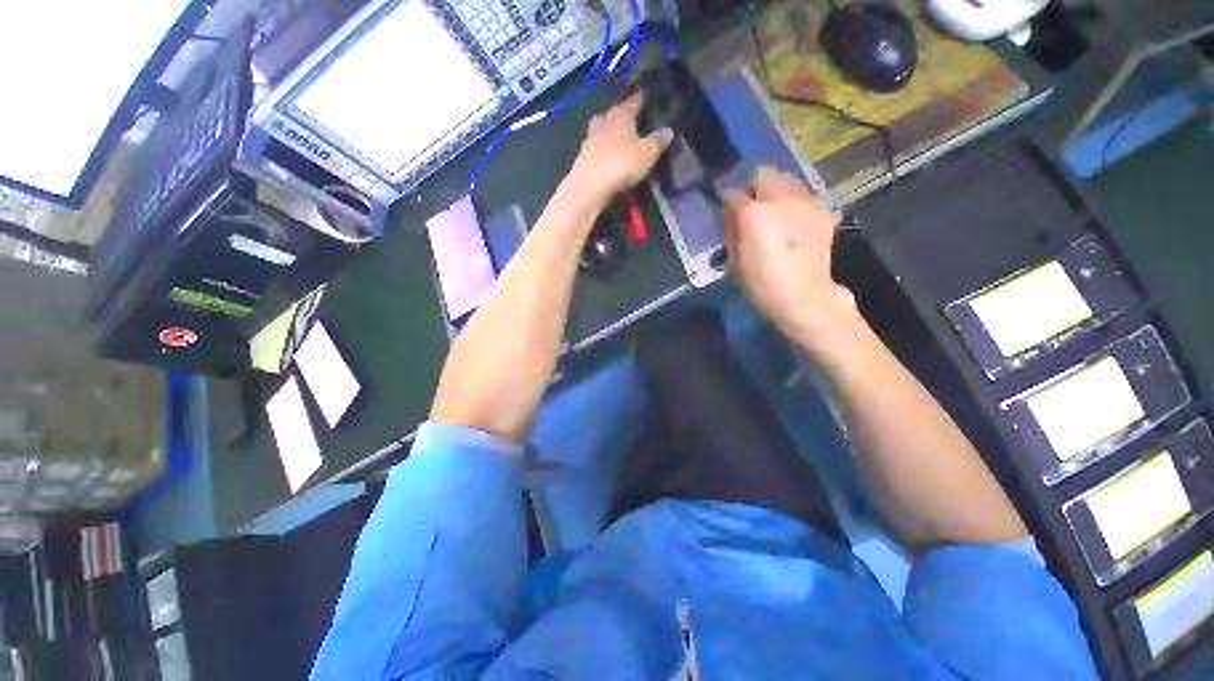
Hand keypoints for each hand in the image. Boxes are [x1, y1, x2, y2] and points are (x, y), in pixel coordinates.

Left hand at [566, 93, 672, 202]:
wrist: (590, 185)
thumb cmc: (622, 163)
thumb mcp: (647, 153)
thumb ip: (658, 141)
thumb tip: (669, 130)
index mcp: (621, 114)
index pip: (633, 102)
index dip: (640, 99)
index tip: (646, 97)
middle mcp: (604, 121)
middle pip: (614, 114)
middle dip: (621, 115)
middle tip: (631, 120)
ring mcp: (590, 138)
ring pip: (601, 129)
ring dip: (608, 132)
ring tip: (618, 139)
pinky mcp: (583, 156)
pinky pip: (595, 147)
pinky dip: (601, 149)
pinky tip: (606, 156)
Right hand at [723, 167, 854, 340]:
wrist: (804, 296)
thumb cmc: (761, 284)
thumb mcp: (734, 261)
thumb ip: (732, 231)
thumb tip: (734, 214)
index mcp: (753, 213)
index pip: (734, 194)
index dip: (730, 203)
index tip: (731, 213)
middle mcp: (779, 199)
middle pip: (763, 173)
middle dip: (754, 188)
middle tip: (754, 209)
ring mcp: (805, 202)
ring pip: (787, 179)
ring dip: (776, 191)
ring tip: (776, 214)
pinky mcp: (822, 211)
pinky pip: (804, 195)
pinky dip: (795, 203)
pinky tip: (794, 224)